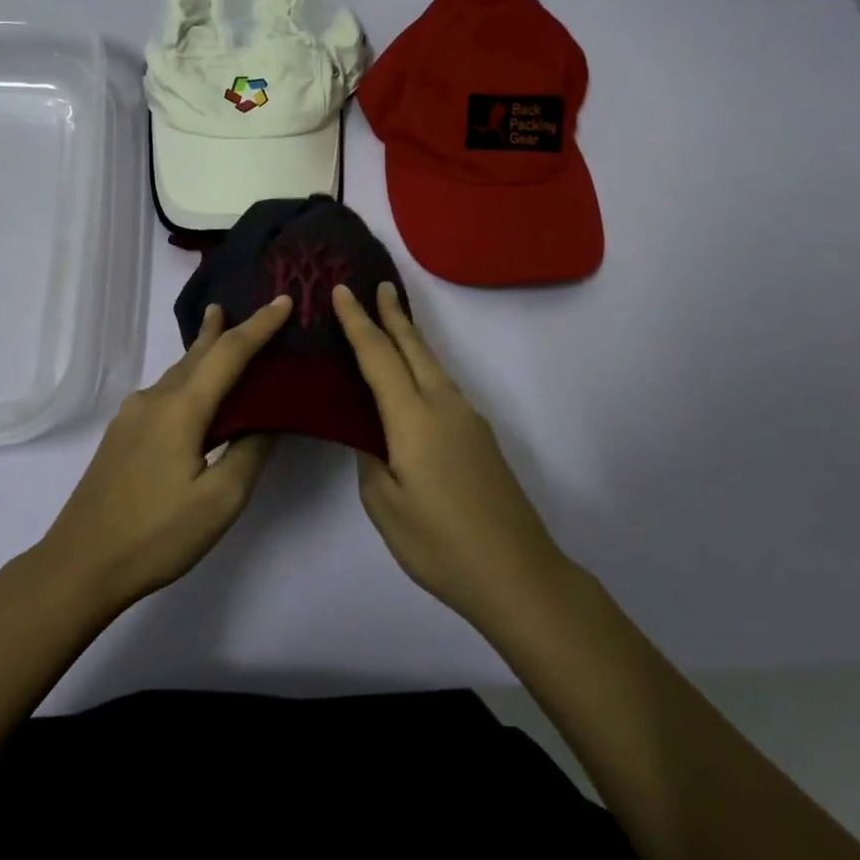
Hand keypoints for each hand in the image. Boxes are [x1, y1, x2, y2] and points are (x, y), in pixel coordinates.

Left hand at [37, 295, 293, 612]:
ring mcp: (131, 416)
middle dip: (224, 328)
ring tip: (223, 332)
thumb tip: (269, 419)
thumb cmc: (156, 536)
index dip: (260, 326)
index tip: (284, 301)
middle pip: (197, 354)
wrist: (79, 564)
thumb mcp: (219, 501)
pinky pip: (165, 391)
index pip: (229, 353)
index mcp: (180, 408)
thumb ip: (249, 451)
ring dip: (205, 352)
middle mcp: (153, 400)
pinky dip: (190, 378)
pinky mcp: (122, 434)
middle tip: (250, 307)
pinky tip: (195, 391)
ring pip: (178, 372)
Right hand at [332, 282, 569, 626]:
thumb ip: (370, 459)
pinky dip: (423, 368)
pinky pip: (443, 387)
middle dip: (393, 314)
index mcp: (414, 418)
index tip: (342, 290)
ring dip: (410, 339)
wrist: (518, 574)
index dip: (357, 321)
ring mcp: (468, 420)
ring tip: (392, 322)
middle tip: (378, 285)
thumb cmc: (440, 543)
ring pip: (433, 365)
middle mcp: (444, 406)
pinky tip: (414, 382)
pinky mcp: (481, 438)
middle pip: (414, 347)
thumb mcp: (385, 506)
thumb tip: (371, 434)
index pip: (378, 356)